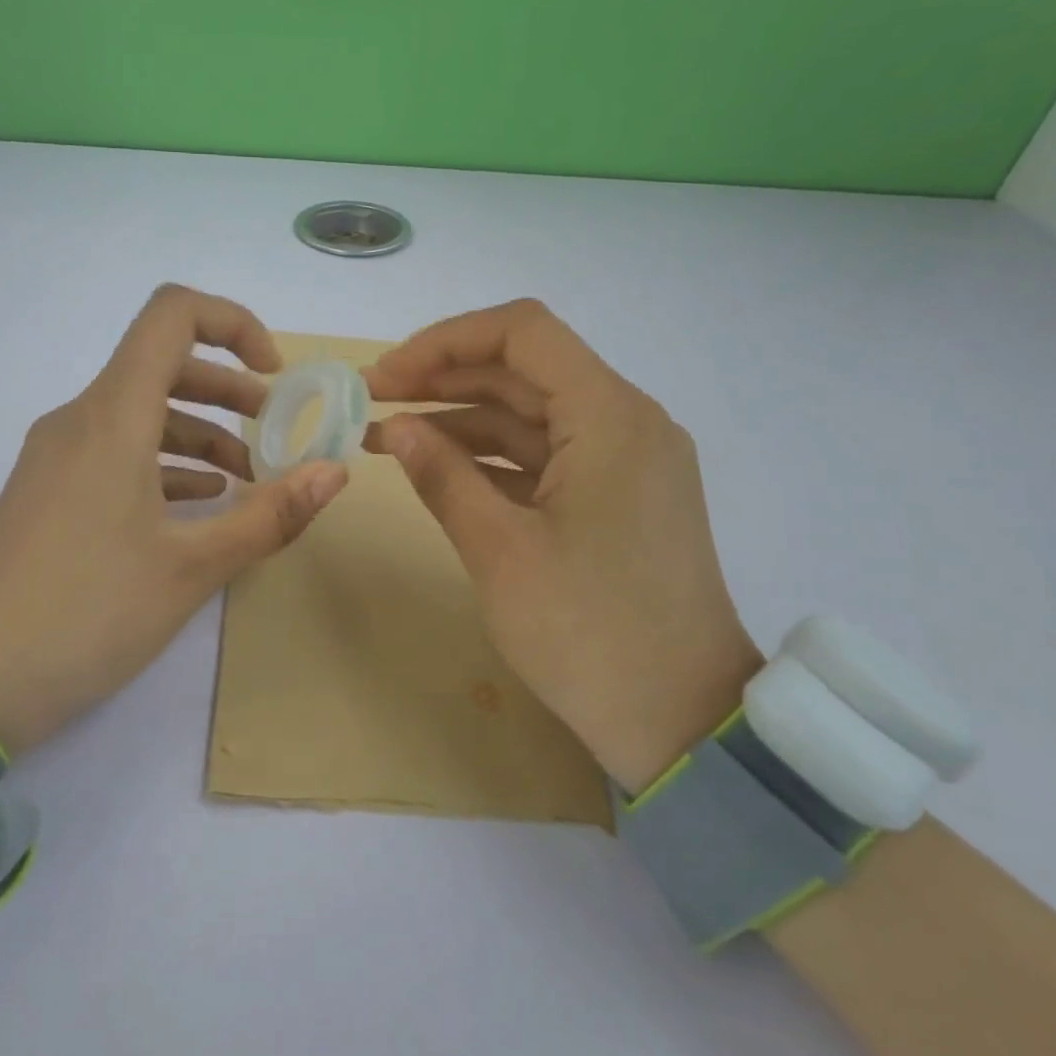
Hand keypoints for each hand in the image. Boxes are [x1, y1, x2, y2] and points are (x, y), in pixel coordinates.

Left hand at [0, 285, 347, 753]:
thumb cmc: (88, 612)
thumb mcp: (192, 567)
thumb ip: (270, 515)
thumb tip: (335, 472)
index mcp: (112, 416)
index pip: (172, 315)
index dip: (232, 323)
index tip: (272, 373)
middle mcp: (80, 420)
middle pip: (161, 365)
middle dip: (228, 389)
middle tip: (274, 430)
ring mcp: (57, 457)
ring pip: (140, 414)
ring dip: (199, 432)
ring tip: (246, 480)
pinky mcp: (48, 492)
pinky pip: (115, 453)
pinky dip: (163, 463)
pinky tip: (196, 505)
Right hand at [364, 299, 760, 792]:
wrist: (682, 722)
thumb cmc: (590, 633)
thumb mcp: (501, 551)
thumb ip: (443, 477)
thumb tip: (396, 430)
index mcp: (610, 417)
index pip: (522, 333)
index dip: (444, 342)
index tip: (385, 377)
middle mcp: (626, 422)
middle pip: (524, 370)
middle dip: (443, 378)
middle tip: (373, 401)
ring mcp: (626, 461)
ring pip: (531, 414)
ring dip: (461, 420)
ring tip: (388, 437)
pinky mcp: (617, 497)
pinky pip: (546, 456)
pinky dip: (491, 458)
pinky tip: (439, 470)